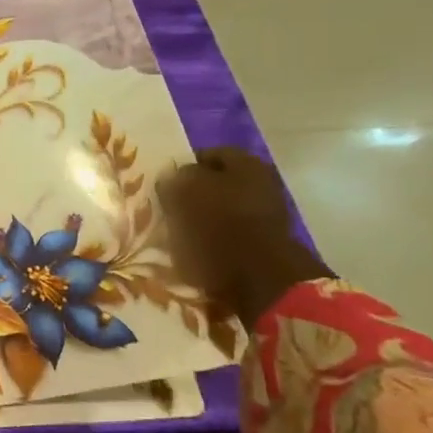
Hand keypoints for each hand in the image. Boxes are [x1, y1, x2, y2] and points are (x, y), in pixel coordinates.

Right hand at [157, 148, 330, 330]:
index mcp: (246, 164)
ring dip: (200, 218)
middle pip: (218, 182)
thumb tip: (172, 179)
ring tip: (177, 230)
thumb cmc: (219, 225)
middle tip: (169, 207)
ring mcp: (267, 215)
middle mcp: (262, 183)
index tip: (165, 183)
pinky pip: (229, 233)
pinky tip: (195, 247)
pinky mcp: (264, 244)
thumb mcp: (184, 192)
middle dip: (193, 193)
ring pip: (222, 209)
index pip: (207, 155)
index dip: (183, 167)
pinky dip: (212, 238)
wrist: (258, 278)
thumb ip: (175, 179)